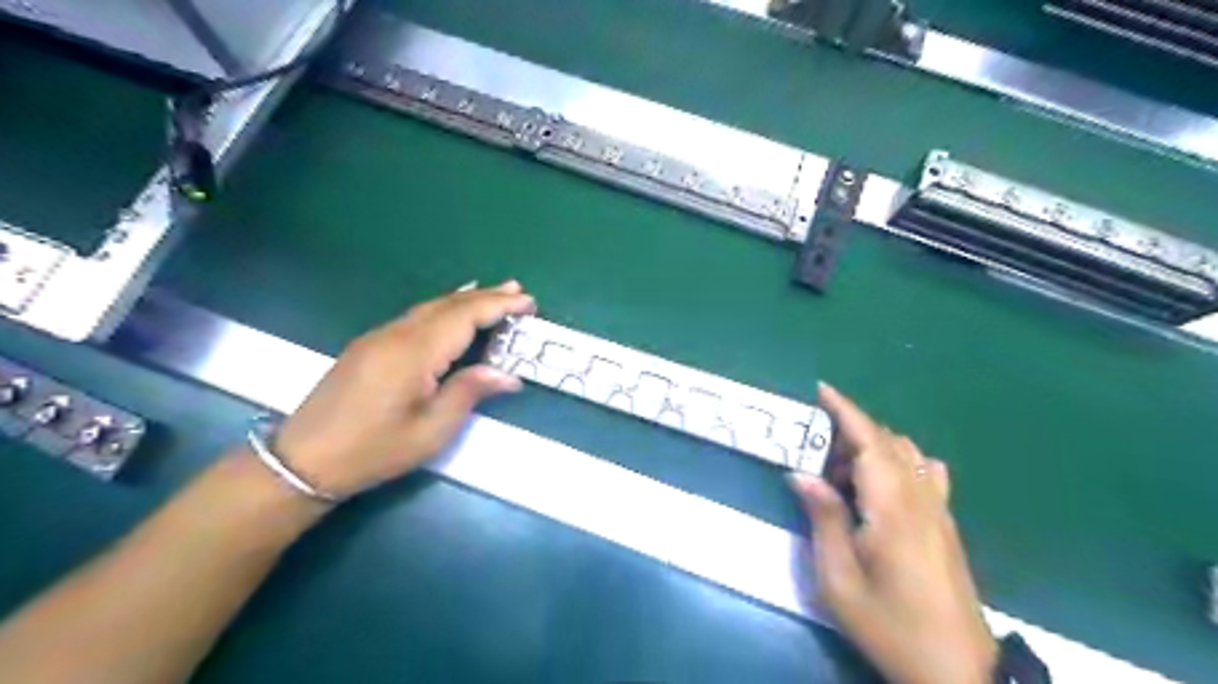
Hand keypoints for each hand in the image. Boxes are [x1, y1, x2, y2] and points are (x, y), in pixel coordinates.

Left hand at [273, 282, 532, 497]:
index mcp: (415, 352)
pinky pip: (415, 317)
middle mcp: (397, 334)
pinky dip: (442, 308)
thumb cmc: (375, 449)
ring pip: (430, 307)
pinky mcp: (369, 345)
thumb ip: (469, 393)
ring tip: (493, 293)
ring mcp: (379, 337)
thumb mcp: (431, 430)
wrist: (304, 460)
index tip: (529, 302)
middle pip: (448, 304)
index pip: (465, 316)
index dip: (499, 305)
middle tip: (518, 289)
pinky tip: (451, 311)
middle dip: (486, 295)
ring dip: (464, 299)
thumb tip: (508, 374)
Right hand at [791, 385, 997, 683]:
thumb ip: (824, 519)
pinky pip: (925, 474)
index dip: (846, 411)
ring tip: (842, 476)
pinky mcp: (947, 525)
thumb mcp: (839, 579)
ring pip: (907, 455)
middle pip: (888, 443)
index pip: (869, 442)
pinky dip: (898, 464)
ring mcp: (939, 511)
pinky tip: (881, 488)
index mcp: (892, 508)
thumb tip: (800, 474)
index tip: (821, 390)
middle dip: (850, 433)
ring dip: (872, 449)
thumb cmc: (889, 624)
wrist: (956, 671)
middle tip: (815, 456)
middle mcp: (921, 499)